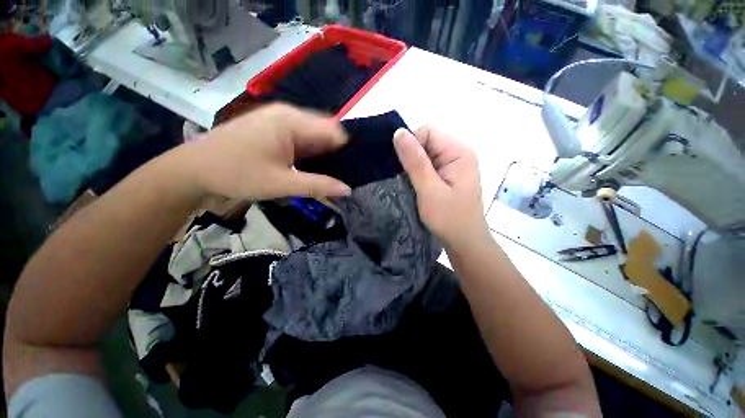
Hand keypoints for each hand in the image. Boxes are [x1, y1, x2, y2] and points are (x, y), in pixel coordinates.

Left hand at [185, 104, 350, 200]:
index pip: (334, 131)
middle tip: (340, 177)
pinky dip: (309, 153)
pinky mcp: (272, 126)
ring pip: (313, 135)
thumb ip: (318, 186)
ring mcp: (279, 118)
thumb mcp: (282, 184)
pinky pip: (301, 137)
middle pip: (325, 131)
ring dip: (322, 155)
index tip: (351, 171)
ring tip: (327, 175)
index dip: (346, 151)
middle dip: (335, 154)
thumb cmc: (237, 174)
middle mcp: (288, 114)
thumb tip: (347, 190)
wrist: (193, 170)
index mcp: (291, 121)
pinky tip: (308, 167)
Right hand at [393, 126, 488, 247]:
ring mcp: (452, 165)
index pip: (427, 132)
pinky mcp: (447, 176)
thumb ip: (415, 161)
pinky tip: (413, 186)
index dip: (411, 146)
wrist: (465, 242)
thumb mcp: (429, 190)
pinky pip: (427, 166)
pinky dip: (417, 174)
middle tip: (404, 179)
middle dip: (411, 158)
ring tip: (408, 184)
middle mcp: (457, 153)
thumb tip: (399, 133)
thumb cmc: (449, 218)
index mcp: (458, 151)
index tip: (402, 168)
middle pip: (426, 142)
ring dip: (413, 167)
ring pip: (424, 155)